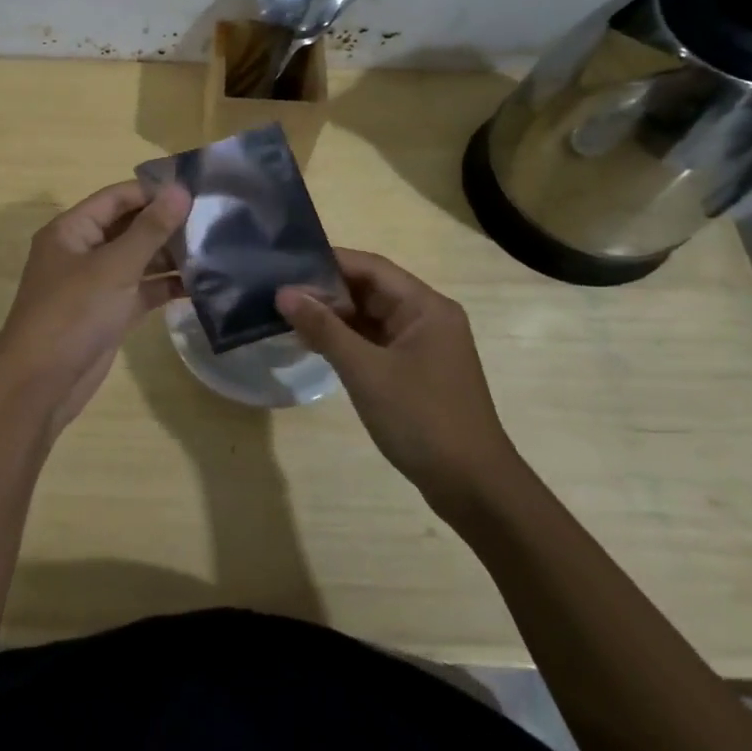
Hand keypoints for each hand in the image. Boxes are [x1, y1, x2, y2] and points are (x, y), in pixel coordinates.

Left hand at [0, 181, 189, 432]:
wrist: (41, 384)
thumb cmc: (73, 314)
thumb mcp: (114, 267)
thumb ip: (150, 229)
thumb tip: (181, 190)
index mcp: (72, 230)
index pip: (116, 198)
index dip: (153, 192)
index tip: (197, 189)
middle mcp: (82, 251)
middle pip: (129, 227)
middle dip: (167, 224)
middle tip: (214, 219)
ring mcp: (96, 284)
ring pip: (138, 260)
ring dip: (171, 256)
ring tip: (216, 248)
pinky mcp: (110, 313)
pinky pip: (142, 290)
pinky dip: (166, 287)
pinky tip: (202, 284)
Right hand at [275, 250, 517, 504]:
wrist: (473, 488)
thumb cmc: (422, 419)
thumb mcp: (366, 371)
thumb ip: (324, 328)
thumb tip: (284, 292)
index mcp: (426, 306)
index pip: (371, 267)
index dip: (328, 262)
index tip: (285, 265)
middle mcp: (427, 317)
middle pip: (370, 289)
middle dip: (326, 291)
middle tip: (278, 294)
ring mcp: (422, 346)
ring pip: (370, 317)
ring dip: (333, 317)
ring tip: (286, 316)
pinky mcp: (415, 371)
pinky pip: (375, 342)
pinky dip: (346, 341)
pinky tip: (314, 344)